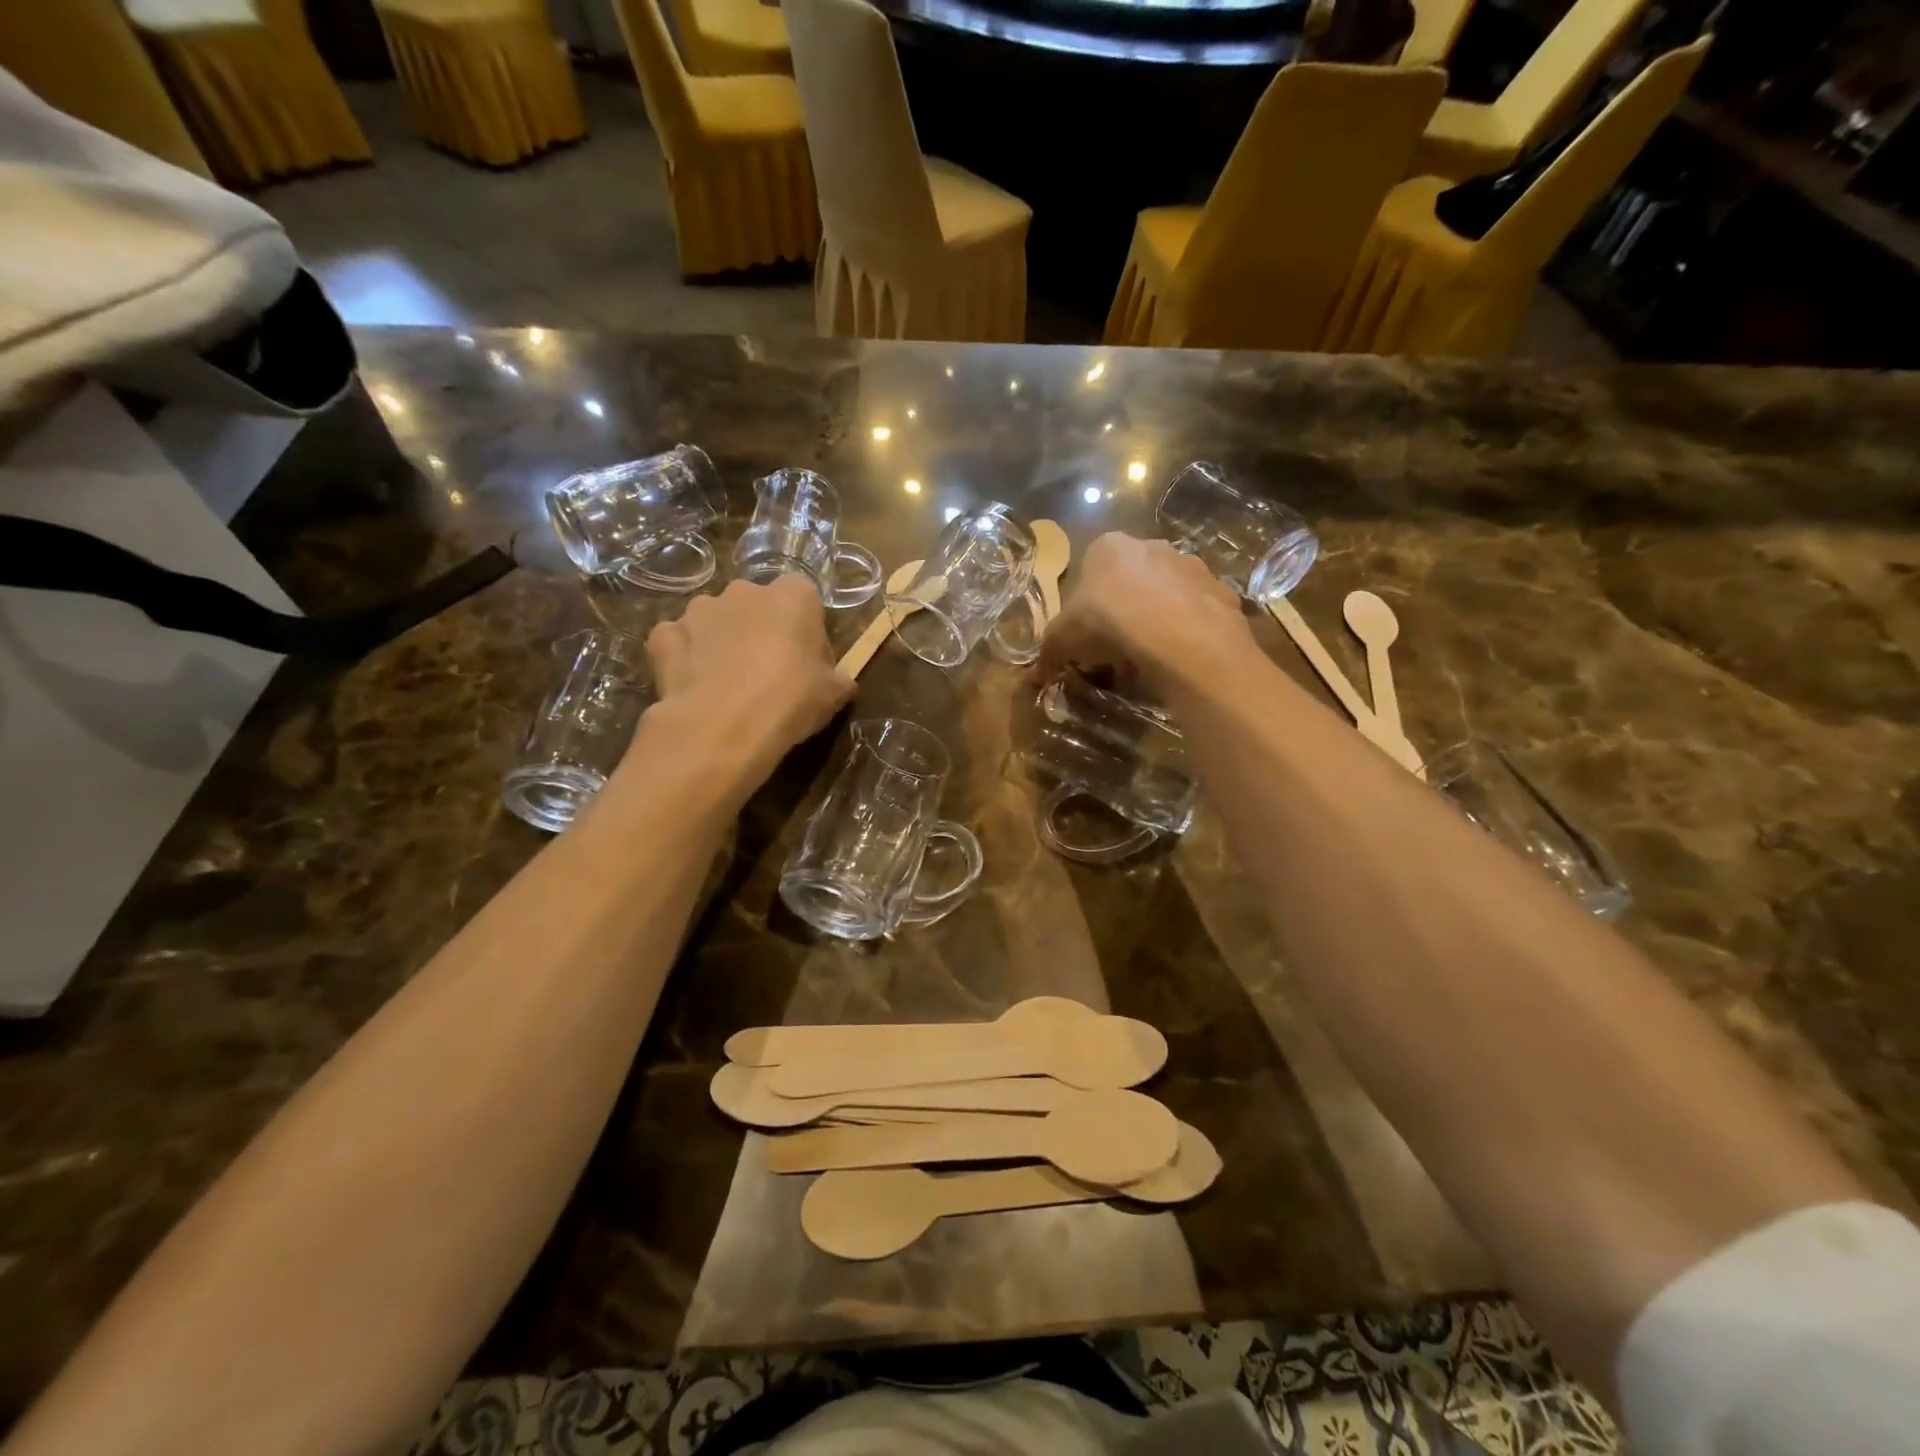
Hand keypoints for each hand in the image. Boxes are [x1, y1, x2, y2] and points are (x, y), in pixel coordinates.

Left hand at [639, 576, 852, 795]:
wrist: (724, 726)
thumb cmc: (791, 700)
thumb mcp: (834, 694)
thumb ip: (838, 678)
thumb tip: (839, 682)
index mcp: (793, 595)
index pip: (805, 599)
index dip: (806, 630)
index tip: (807, 661)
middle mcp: (745, 590)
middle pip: (757, 606)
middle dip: (761, 630)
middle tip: (768, 673)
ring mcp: (699, 609)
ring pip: (715, 620)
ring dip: (721, 641)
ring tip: (727, 683)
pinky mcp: (664, 635)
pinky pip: (679, 641)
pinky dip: (684, 657)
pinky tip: (693, 685)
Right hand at [1038, 533, 1253, 693]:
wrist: (1179, 635)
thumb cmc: (1109, 623)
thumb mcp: (1063, 640)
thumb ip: (1047, 653)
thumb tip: (1032, 677)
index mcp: (1109, 547)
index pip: (1091, 569)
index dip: (1087, 606)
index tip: (1087, 636)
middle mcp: (1152, 545)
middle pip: (1132, 579)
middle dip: (1124, 610)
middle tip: (1116, 649)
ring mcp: (1191, 566)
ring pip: (1168, 594)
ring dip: (1157, 619)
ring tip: (1149, 658)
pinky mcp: (1221, 591)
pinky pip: (1198, 613)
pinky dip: (1188, 632)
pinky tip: (1179, 658)